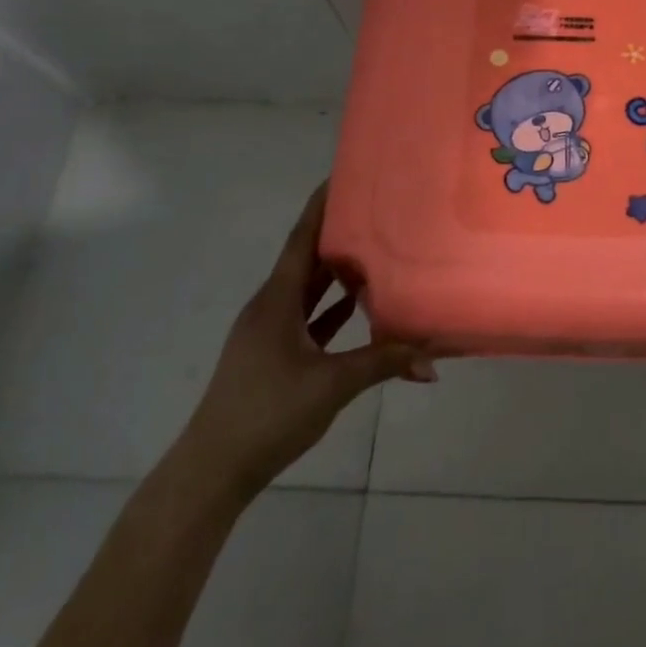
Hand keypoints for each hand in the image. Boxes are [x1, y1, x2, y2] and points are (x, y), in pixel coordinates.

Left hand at [178, 183, 434, 502]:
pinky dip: (332, 307)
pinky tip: (360, 306)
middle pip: (307, 258)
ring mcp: (269, 332)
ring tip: (377, 248)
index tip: (343, 175)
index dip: (321, 205)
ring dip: (337, 272)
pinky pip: (308, 317)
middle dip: (338, 233)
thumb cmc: (267, 413)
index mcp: (277, 300)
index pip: (302, 239)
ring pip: (308, 289)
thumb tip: (433, 361)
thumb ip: (383, 364)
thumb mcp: (332, 385)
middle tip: (377, 209)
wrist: (212, 472)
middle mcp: (271, 306)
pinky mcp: (273, 355)